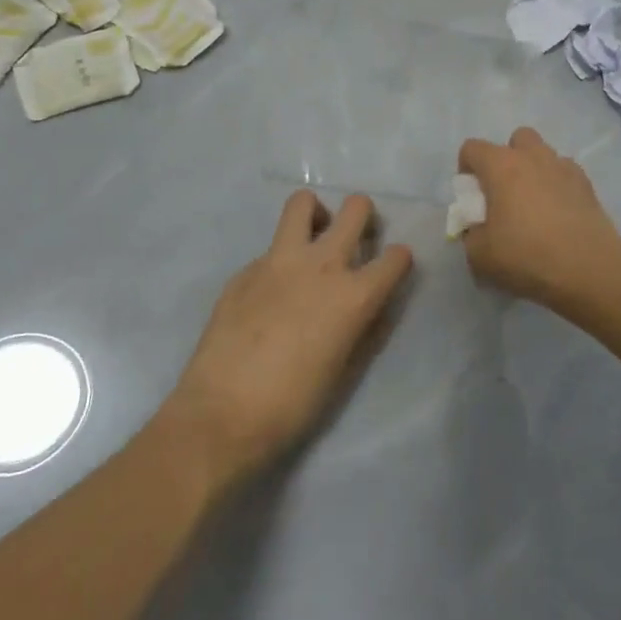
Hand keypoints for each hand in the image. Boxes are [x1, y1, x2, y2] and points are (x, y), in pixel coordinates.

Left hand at [161, 191, 412, 489]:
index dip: (399, 261)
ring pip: (302, 203)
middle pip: (356, 208)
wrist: (221, 415)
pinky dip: (280, 260)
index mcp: (354, 295)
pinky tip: (270, 293)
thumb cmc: (293, 404)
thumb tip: (373, 306)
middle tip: (355, 236)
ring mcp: (279, 262)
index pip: (397, 257)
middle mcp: (322, 266)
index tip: (392, 269)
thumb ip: (364, 328)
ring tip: (313, 238)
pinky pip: (271, 248)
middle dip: (363, 215)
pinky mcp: (245, 270)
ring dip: (316, 214)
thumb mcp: (345, 369)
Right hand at [457, 127, 620, 307]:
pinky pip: (565, 173)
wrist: (588, 268)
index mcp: (501, 166)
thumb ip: (471, 235)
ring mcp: (564, 167)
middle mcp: (533, 156)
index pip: (472, 148)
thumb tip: (478, 228)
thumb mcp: (480, 256)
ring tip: (535, 205)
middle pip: (516, 139)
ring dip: (534, 170)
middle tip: (505, 193)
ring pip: (544, 154)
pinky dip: (558, 185)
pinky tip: (559, 213)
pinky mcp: (587, 184)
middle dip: (507, 159)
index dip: (466, 169)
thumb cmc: (526, 256)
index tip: (471, 197)